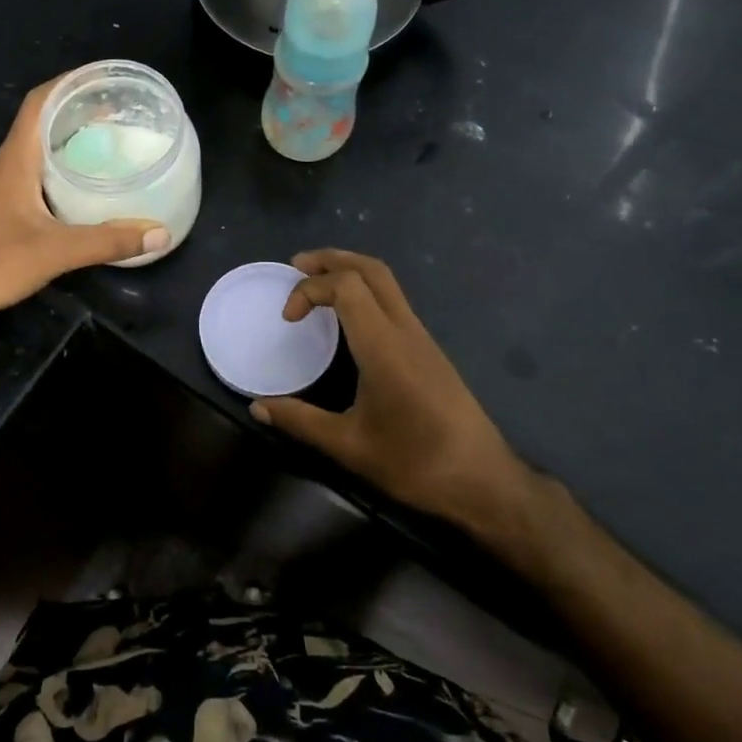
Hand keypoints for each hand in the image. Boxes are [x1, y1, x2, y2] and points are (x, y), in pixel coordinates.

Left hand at [0, 80, 167, 319]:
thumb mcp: (55, 252)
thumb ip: (106, 242)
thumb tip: (159, 232)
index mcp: (15, 160)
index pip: (39, 102)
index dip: (68, 83)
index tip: (101, 79)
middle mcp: (3, 166)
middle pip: (39, 125)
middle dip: (76, 115)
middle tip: (116, 118)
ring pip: (34, 153)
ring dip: (65, 145)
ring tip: (103, 150)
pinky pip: (29, 178)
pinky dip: (54, 173)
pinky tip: (74, 194)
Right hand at [250, 250, 541, 560]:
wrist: (484, 482)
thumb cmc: (415, 463)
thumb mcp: (348, 446)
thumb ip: (300, 421)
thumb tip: (258, 407)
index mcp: (384, 346)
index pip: (346, 286)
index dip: (309, 289)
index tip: (288, 319)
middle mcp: (405, 330)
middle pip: (371, 269)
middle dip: (331, 259)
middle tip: (296, 266)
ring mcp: (422, 338)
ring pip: (387, 283)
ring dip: (349, 272)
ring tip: (316, 285)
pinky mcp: (430, 351)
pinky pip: (394, 302)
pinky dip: (364, 292)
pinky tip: (347, 319)